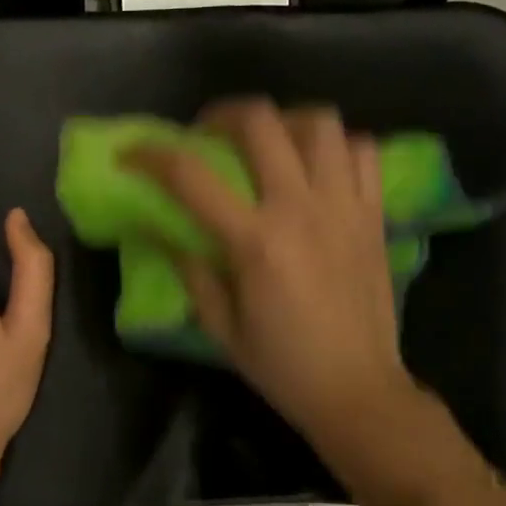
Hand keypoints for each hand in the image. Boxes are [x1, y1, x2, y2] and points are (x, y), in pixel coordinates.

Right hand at [132, 99, 413, 448]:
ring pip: (319, 123)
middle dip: (220, 115)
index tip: (130, 154)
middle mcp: (301, 210)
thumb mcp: (220, 326)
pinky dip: (336, 145)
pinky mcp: (375, 215)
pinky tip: (317, 166)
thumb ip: (189, 269)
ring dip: (283, 120)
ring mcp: (344, 206)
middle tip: (205, 135)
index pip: (190, 176)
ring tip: (267, 142)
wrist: (358, 390)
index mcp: (256, 242)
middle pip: (260, 123)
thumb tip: (155, 228)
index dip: (151, 155)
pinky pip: (362, 151)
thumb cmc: (282, 366)